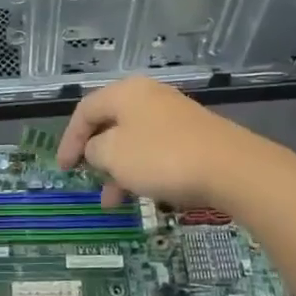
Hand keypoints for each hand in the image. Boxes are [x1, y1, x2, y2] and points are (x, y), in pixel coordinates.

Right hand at [57, 78, 265, 209]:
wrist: (231, 168)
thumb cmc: (162, 157)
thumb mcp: (114, 155)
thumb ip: (94, 150)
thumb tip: (97, 149)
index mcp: (125, 93)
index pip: (85, 110)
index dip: (69, 139)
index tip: (63, 169)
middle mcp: (149, 97)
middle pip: (111, 124)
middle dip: (96, 156)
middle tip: (88, 181)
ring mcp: (174, 116)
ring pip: (134, 141)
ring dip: (119, 170)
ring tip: (114, 202)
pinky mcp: (194, 136)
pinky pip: (156, 151)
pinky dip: (143, 171)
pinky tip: (145, 194)